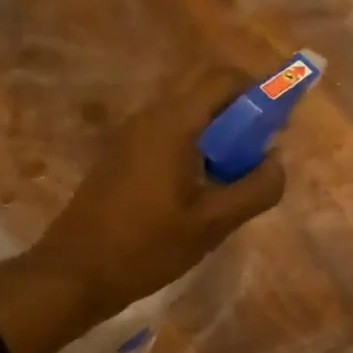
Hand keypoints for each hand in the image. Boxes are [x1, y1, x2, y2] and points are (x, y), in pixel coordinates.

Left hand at [0, 62, 285, 352]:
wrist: (74, 273)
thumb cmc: (146, 247)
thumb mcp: (213, 224)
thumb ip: (255, 189)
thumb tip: (278, 162)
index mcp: (173, 124)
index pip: (223, 78)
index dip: (259, 90)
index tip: (279, 123)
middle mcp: (150, 117)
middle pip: (204, 89)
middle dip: (240, 110)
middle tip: (259, 150)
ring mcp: (131, 135)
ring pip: (187, 112)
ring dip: (218, 131)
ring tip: (234, 176)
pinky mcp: (122, 156)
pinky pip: (169, 133)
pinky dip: (195, 146)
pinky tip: (202, 189)